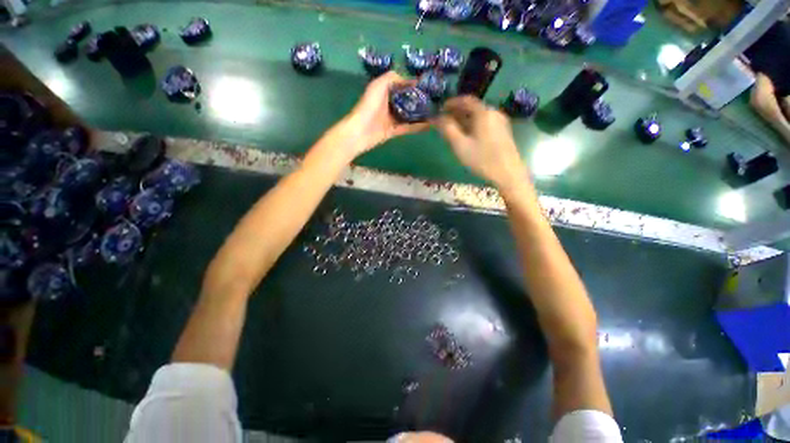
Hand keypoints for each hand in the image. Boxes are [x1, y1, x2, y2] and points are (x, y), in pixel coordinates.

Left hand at [340, 72, 429, 155]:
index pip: (401, 86)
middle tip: (435, 99)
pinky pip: (408, 128)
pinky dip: (417, 127)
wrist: (361, 131)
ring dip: (420, 114)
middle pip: (406, 101)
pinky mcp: (393, 131)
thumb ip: (393, 78)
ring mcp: (391, 118)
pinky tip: (429, 125)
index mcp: (385, 91)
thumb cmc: (369, 105)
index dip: (413, 84)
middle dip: (419, 99)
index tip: (428, 84)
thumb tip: (411, 80)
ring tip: (435, 111)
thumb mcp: (379, 84)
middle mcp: (389, 104)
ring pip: (408, 115)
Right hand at [436, 96, 526, 189]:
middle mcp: (493, 112)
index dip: (452, 102)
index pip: (466, 100)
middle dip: (457, 112)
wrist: (508, 173)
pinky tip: (468, 136)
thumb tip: (437, 118)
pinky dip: (474, 124)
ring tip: (454, 130)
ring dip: (465, 119)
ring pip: (479, 115)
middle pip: (473, 107)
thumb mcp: (460, 145)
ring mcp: (500, 121)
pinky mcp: (503, 131)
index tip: (441, 109)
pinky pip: (485, 122)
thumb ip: (448, 129)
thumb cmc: (482, 159)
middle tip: (445, 121)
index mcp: (483, 113)